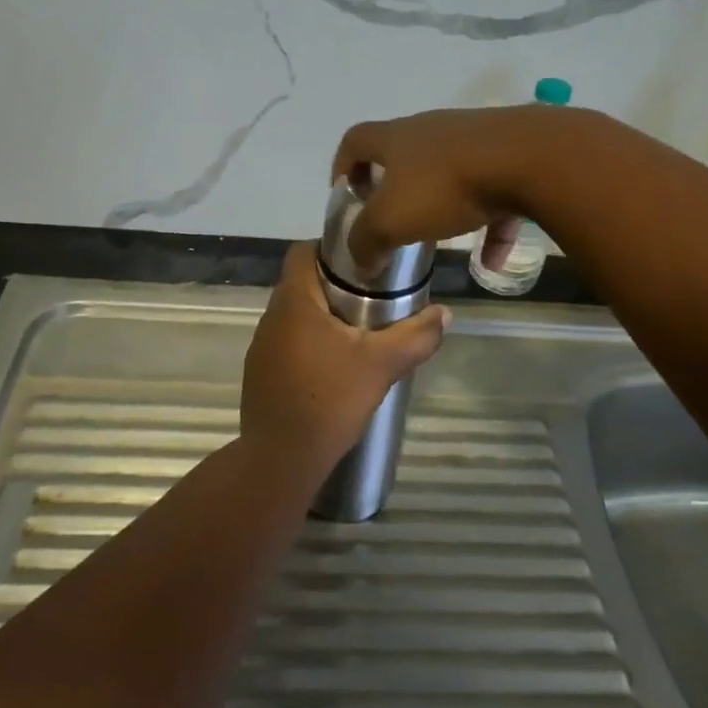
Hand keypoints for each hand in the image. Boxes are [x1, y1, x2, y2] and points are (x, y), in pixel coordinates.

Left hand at [242, 243, 449, 475]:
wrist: (282, 459)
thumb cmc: (330, 400)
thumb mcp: (382, 365)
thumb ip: (416, 336)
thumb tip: (446, 313)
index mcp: (294, 301)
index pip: (303, 251)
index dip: (332, 249)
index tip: (365, 262)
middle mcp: (271, 316)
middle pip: (302, 283)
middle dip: (336, 286)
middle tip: (374, 298)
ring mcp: (261, 346)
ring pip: (296, 315)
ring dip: (324, 317)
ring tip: (359, 333)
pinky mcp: (261, 373)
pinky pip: (288, 343)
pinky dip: (311, 344)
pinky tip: (335, 368)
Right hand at [332, 104, 579, 272]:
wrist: (528, 159)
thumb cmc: (445, 186)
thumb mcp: (391, 221)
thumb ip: (366, 241)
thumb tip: (360, 259)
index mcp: (397, 139)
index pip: (356, 140)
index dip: (343, 166)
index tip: (346, 195)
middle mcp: (432, 131)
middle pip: (404, 155)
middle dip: (394, 189)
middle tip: (392, 221)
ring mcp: (474, 140)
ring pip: (449, 176)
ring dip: (442, 209)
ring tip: (440, 243)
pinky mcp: (511, 156)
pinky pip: (493, 195)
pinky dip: (489, 226)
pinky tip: (492, 261)